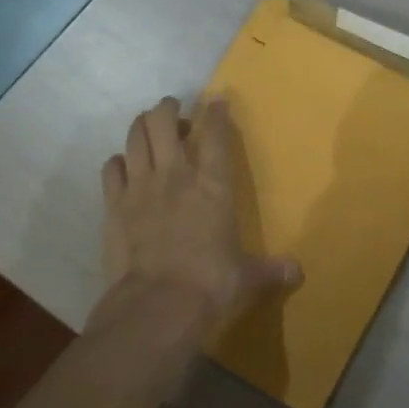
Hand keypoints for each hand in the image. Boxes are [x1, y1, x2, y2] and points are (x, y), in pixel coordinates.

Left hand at [94, 96, 300, 346]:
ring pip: (135, 136)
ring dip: (142, 126)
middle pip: (163, 121)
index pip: (215, 134)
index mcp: (213, 185)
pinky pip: (111, 168)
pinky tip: (124, 167)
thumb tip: (297, 272)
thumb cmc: (210, 284)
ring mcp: (139, 187)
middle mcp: (175, 175)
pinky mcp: (113, 206)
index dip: (216, 112)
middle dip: (168, 108)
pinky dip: (118, 162)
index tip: (217, 101)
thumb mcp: (246, 277)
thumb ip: (270, 270)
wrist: (157, 306)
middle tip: (174, 111)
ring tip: (148, 127)